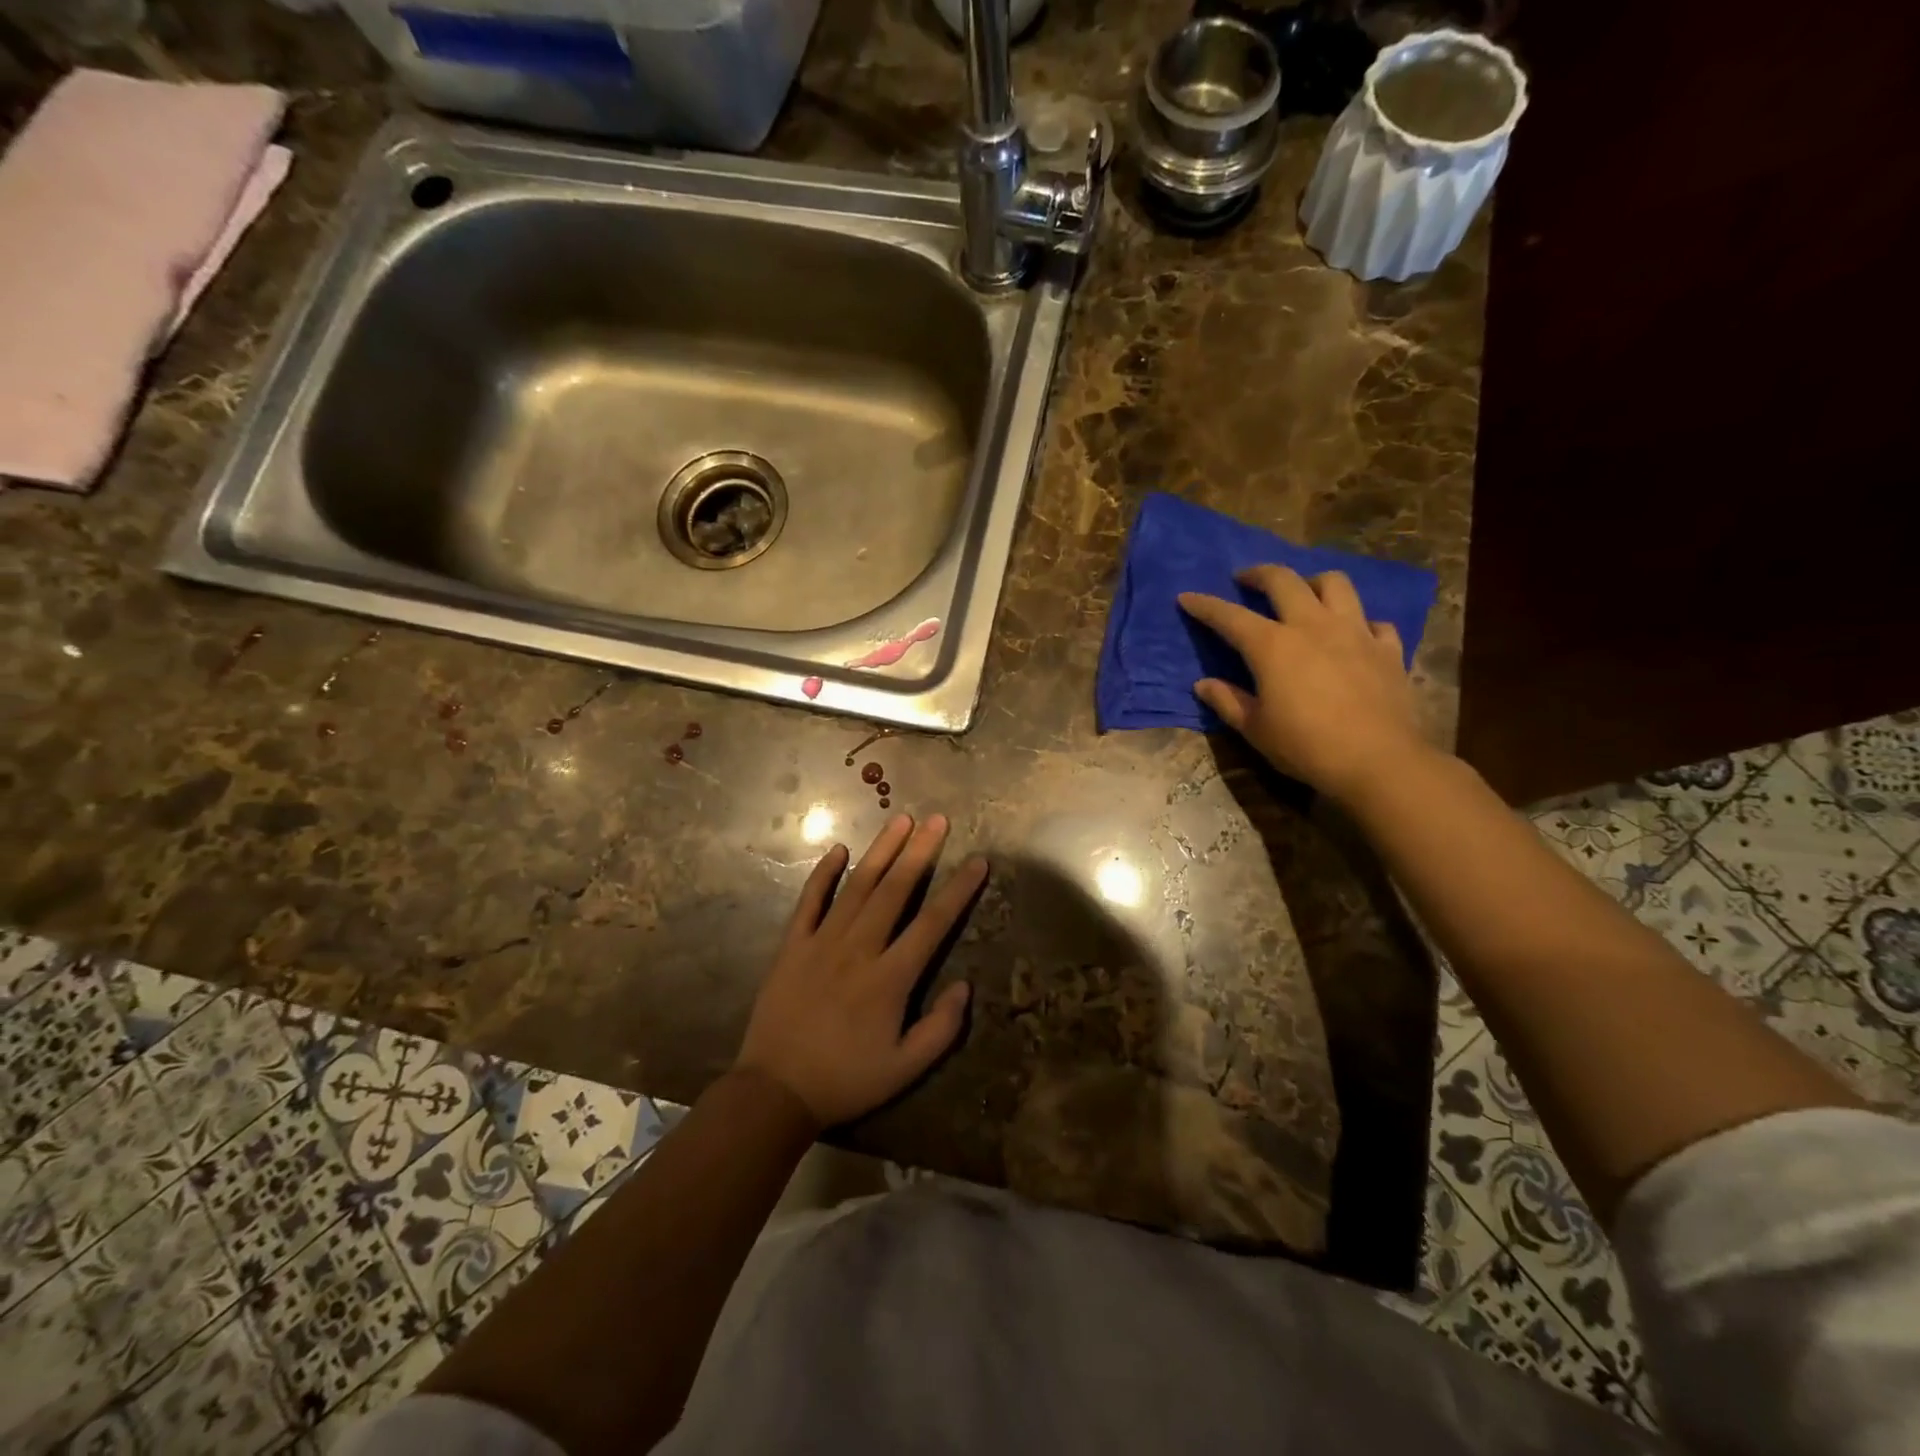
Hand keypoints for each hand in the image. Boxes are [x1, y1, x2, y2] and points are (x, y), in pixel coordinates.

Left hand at [734, 813, 986, 1129]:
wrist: (775, 1091)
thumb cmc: (846, 1080)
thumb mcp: (905, 1068)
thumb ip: (941, 1028)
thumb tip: (965, 985)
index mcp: (890, 978)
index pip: (933, 923)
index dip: (958, 890)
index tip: (977, 861)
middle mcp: (859, 948)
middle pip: (896, 890)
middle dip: (921, 851)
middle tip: (939, 819)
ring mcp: (822, 942)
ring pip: (857, 886)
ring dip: (881, 851)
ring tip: (901, 821)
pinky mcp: (792, 945)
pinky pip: (809, 901)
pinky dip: (823, 873)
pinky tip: (838, 850)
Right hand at [1178, 566, 1425, 802]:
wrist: (1378, 761)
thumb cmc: (1306, 746)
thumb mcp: (1255, 729)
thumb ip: (1228, 701)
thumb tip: (1203, 684)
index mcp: (1273, 646)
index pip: (1230, 617)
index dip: (1205, 605)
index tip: (1187, 597)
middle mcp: (1312, 626)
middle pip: (1284, 580)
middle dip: (1259, 573)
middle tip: (1246, 578)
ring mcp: (1355, 632)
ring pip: (1335, 584)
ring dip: (1312, 582)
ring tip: (1303, 593)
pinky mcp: (1387, 649)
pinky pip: (1373, 621)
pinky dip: (1358, 622)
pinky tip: (1352, 635)